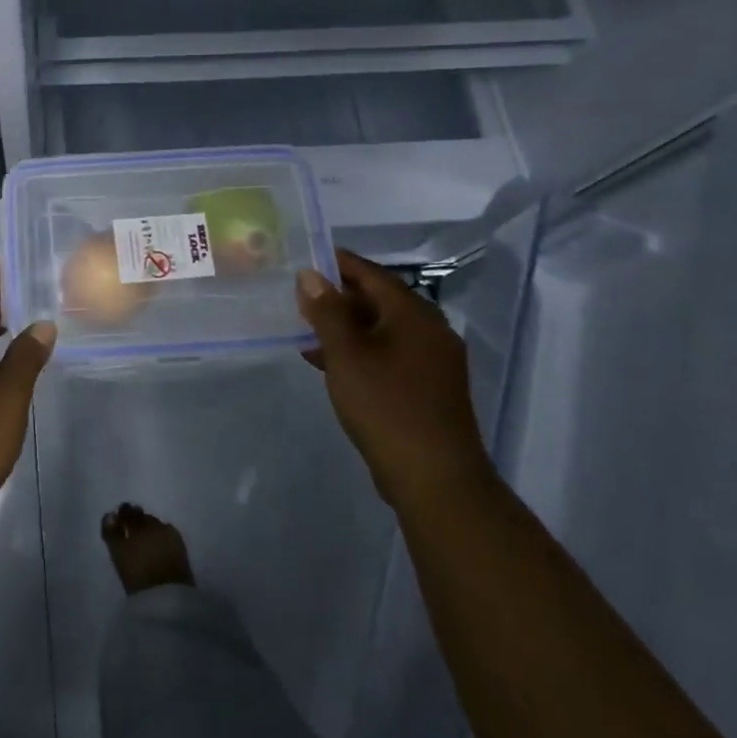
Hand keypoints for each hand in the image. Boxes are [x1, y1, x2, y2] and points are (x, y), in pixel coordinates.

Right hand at [296, 248, 494, 511]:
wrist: (435, 479)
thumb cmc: (386, 406)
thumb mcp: (346, 354)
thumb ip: (326, 311)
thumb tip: (310, 275)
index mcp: (414, 314)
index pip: (372, 274)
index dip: (338, 264)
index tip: (307, 259)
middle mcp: (430, 330)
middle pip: (379, 300)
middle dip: (339, 297)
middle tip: (300, 298)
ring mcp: (433, 362)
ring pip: (382, 330)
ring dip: (346, 327)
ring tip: (307, 332)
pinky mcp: (428, 389)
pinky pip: (389, 355)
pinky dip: (360, 352)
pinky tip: (331, 365)